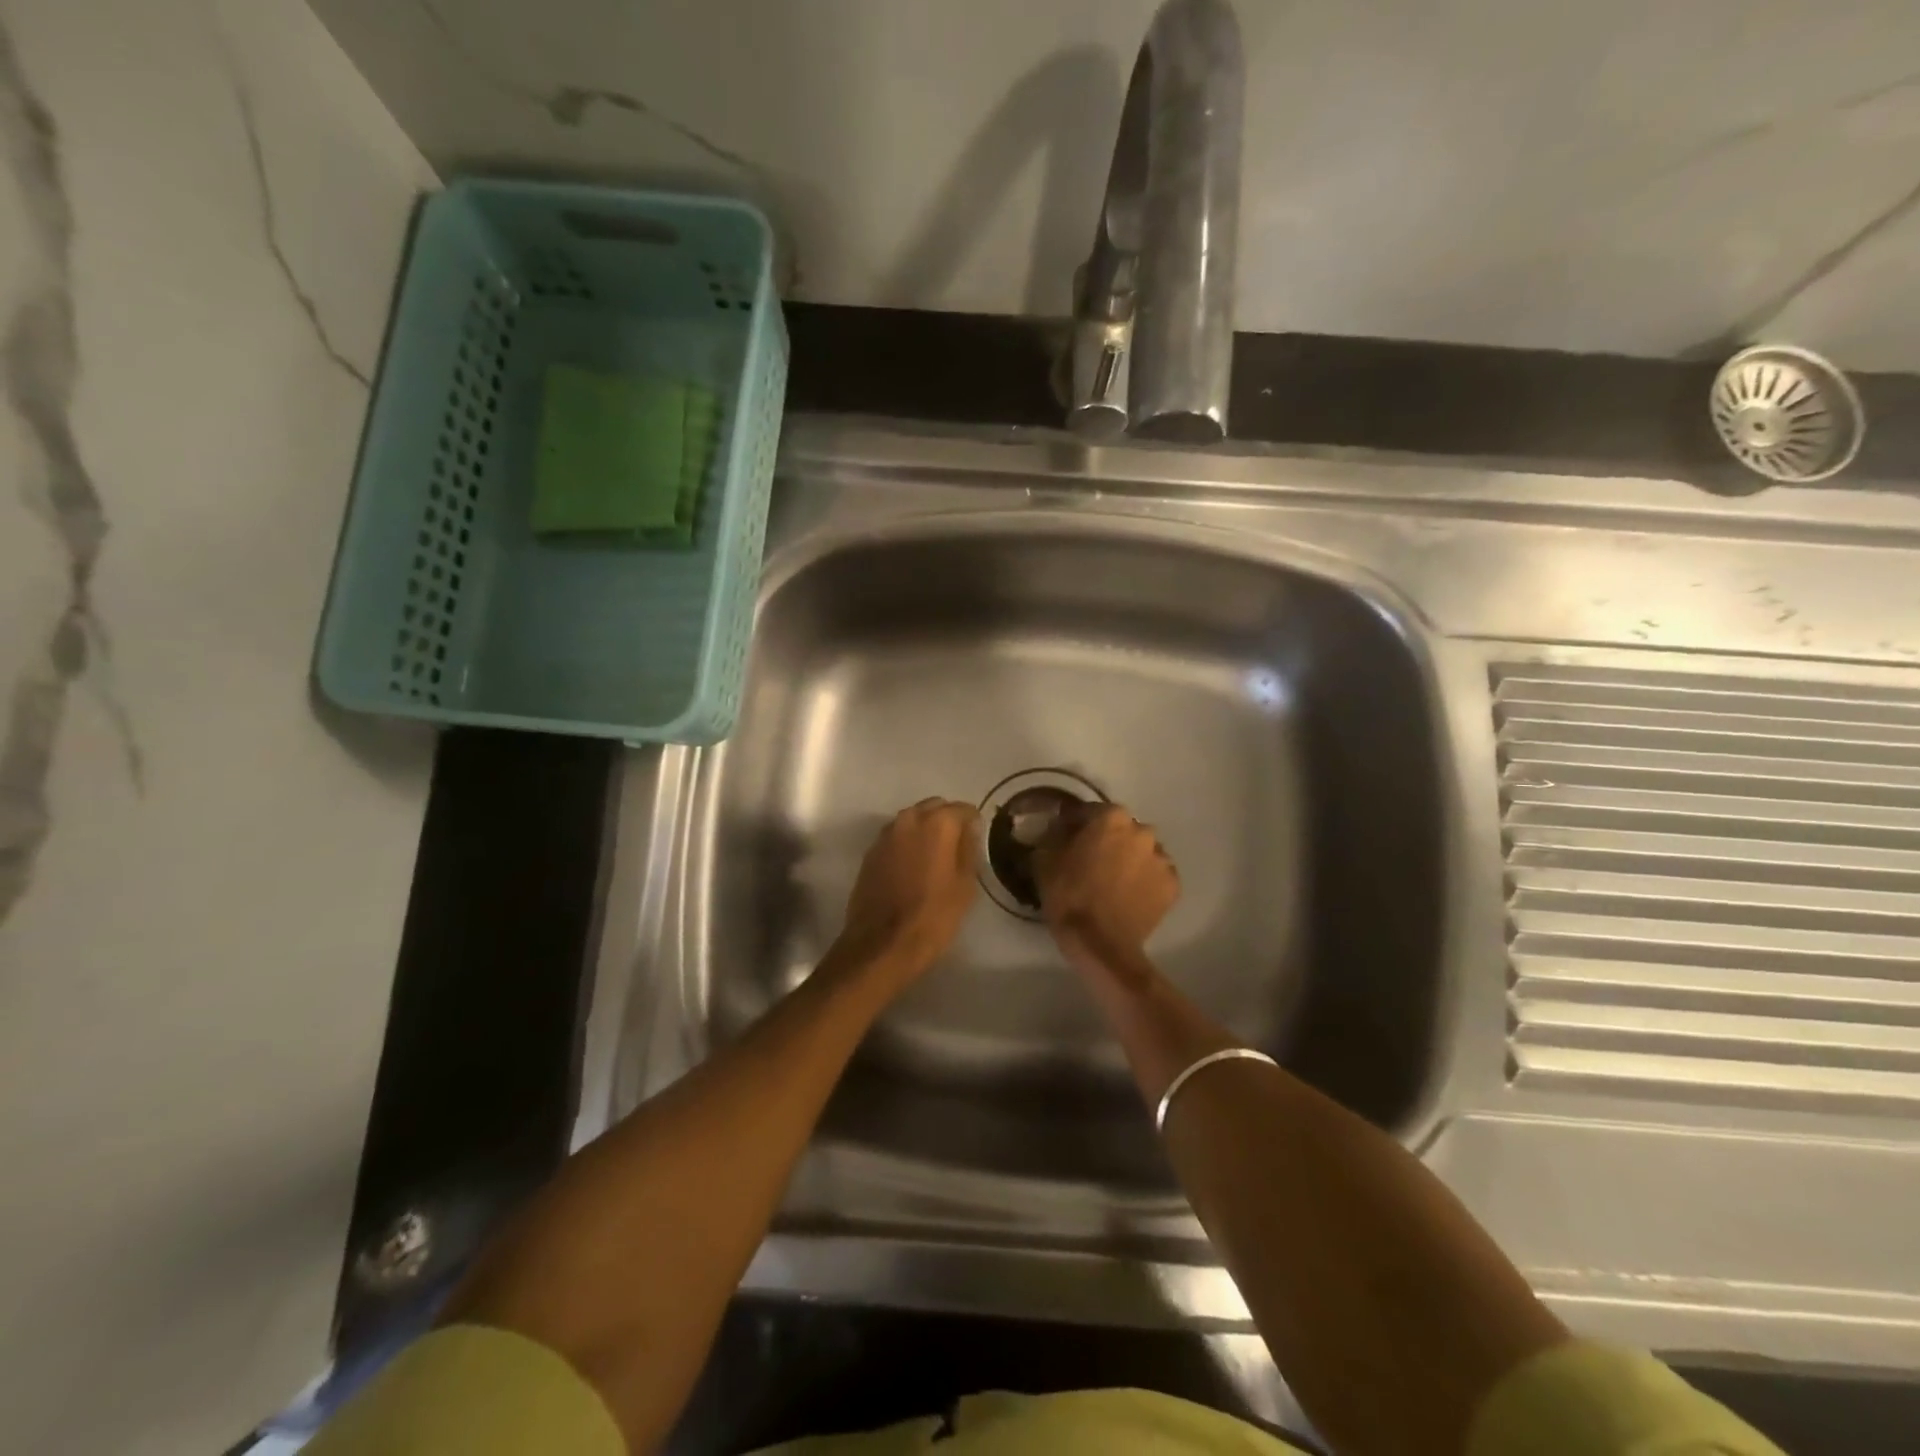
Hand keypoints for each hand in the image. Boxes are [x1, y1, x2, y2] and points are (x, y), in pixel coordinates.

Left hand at [835, 798, 980, 982]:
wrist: (882, 944)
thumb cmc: (933, 916)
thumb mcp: (965, 885)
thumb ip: (968, 849)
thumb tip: (969, 829)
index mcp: (937, 823)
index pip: (963, 809)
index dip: (973, 823)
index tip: (977, 841)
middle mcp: (909, 819)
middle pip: (934, 807)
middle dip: (947, 821)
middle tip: (957, 848)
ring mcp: (885, 835)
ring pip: (912, 820)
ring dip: (925, 831)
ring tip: (934, 858)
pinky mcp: (870, 853)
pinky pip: (896, 837)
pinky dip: (907, 844)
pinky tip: (912, 868)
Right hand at [1035, 805, 1179, 974]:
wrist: (1101, 943)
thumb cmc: (1069, 895)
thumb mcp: (1045, 859)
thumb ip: (1053, 834)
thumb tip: (1059, 827)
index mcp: (1112, 818)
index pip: (1089, 811)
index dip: (1074, 823)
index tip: (1064, 836)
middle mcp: (1142, 831)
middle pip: (1121, 829)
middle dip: (1107, 840)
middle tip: (1090, 860)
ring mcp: (1162, 859)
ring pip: (1142, 852)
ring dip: (1129, 859)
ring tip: (1113, 880)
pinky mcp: (1173, 885)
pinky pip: (1155, 875)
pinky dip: (1144, 880)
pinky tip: (1129, 895)